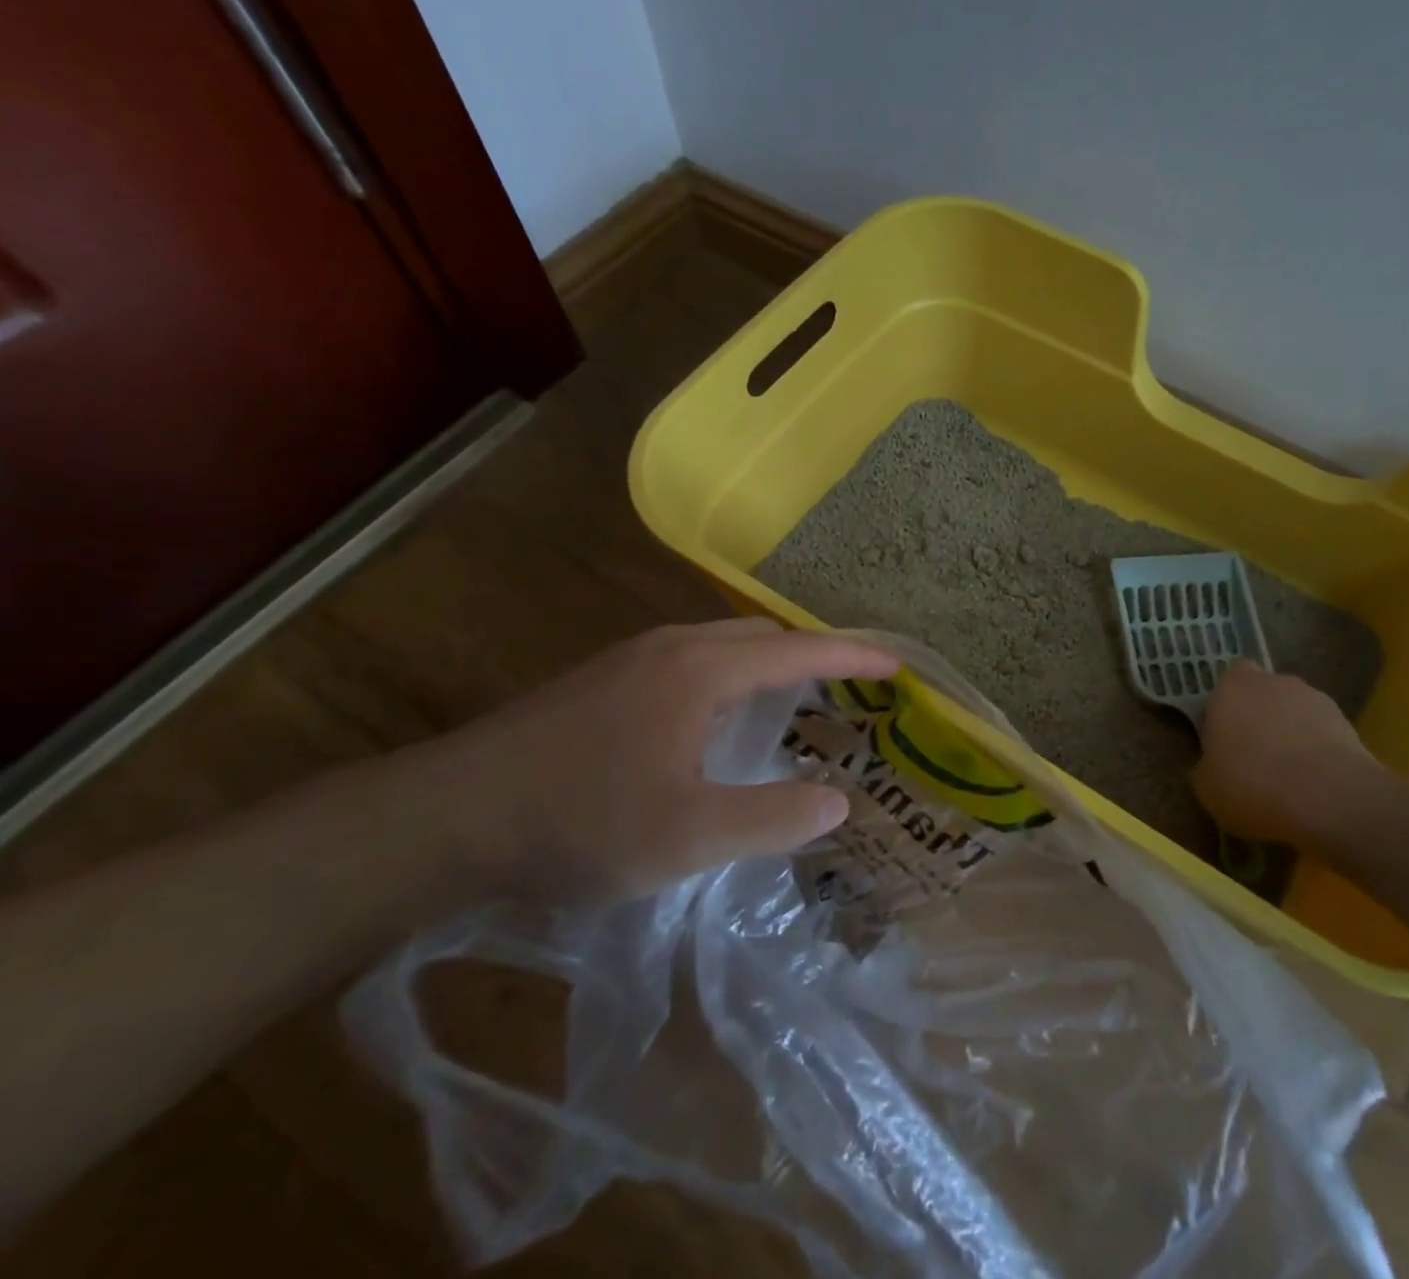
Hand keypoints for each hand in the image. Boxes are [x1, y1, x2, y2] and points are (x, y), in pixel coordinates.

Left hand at [398, 620, 897, 903]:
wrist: (444, 816)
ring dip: (767, 668)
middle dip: (813, 659)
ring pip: (722, 647)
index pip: (800, 652)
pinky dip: (729, 679)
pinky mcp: (602, 680)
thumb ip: (772, 818)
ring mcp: (631, 658)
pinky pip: (690, 662)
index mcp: (703, 670)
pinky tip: (715, 725)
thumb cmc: (577, 821)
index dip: (853, 657)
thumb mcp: (688, 837)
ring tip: (792, 709)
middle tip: (848, 695)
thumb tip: (837, 801)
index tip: (897, 665)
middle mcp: (672, 647)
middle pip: (763, 638)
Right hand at [1193, 661, 1379, 845]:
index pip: (1228, 679)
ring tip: (1291, 775)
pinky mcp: (1348, 724)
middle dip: (1260, 716)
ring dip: (1292, 732)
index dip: (1226, 704)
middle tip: (1255, 754)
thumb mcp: (1207, 788)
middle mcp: (1274, 682)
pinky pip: (1324, 733)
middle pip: (1264, 692)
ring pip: (1296, 711)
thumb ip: (1205, 767)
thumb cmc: (1252, 785)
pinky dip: (1319, 750)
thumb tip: (1209, 766)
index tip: (1224, 734)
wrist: (1330, 800)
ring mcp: (1315, 699)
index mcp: (1232, 688)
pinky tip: (1316, 783)